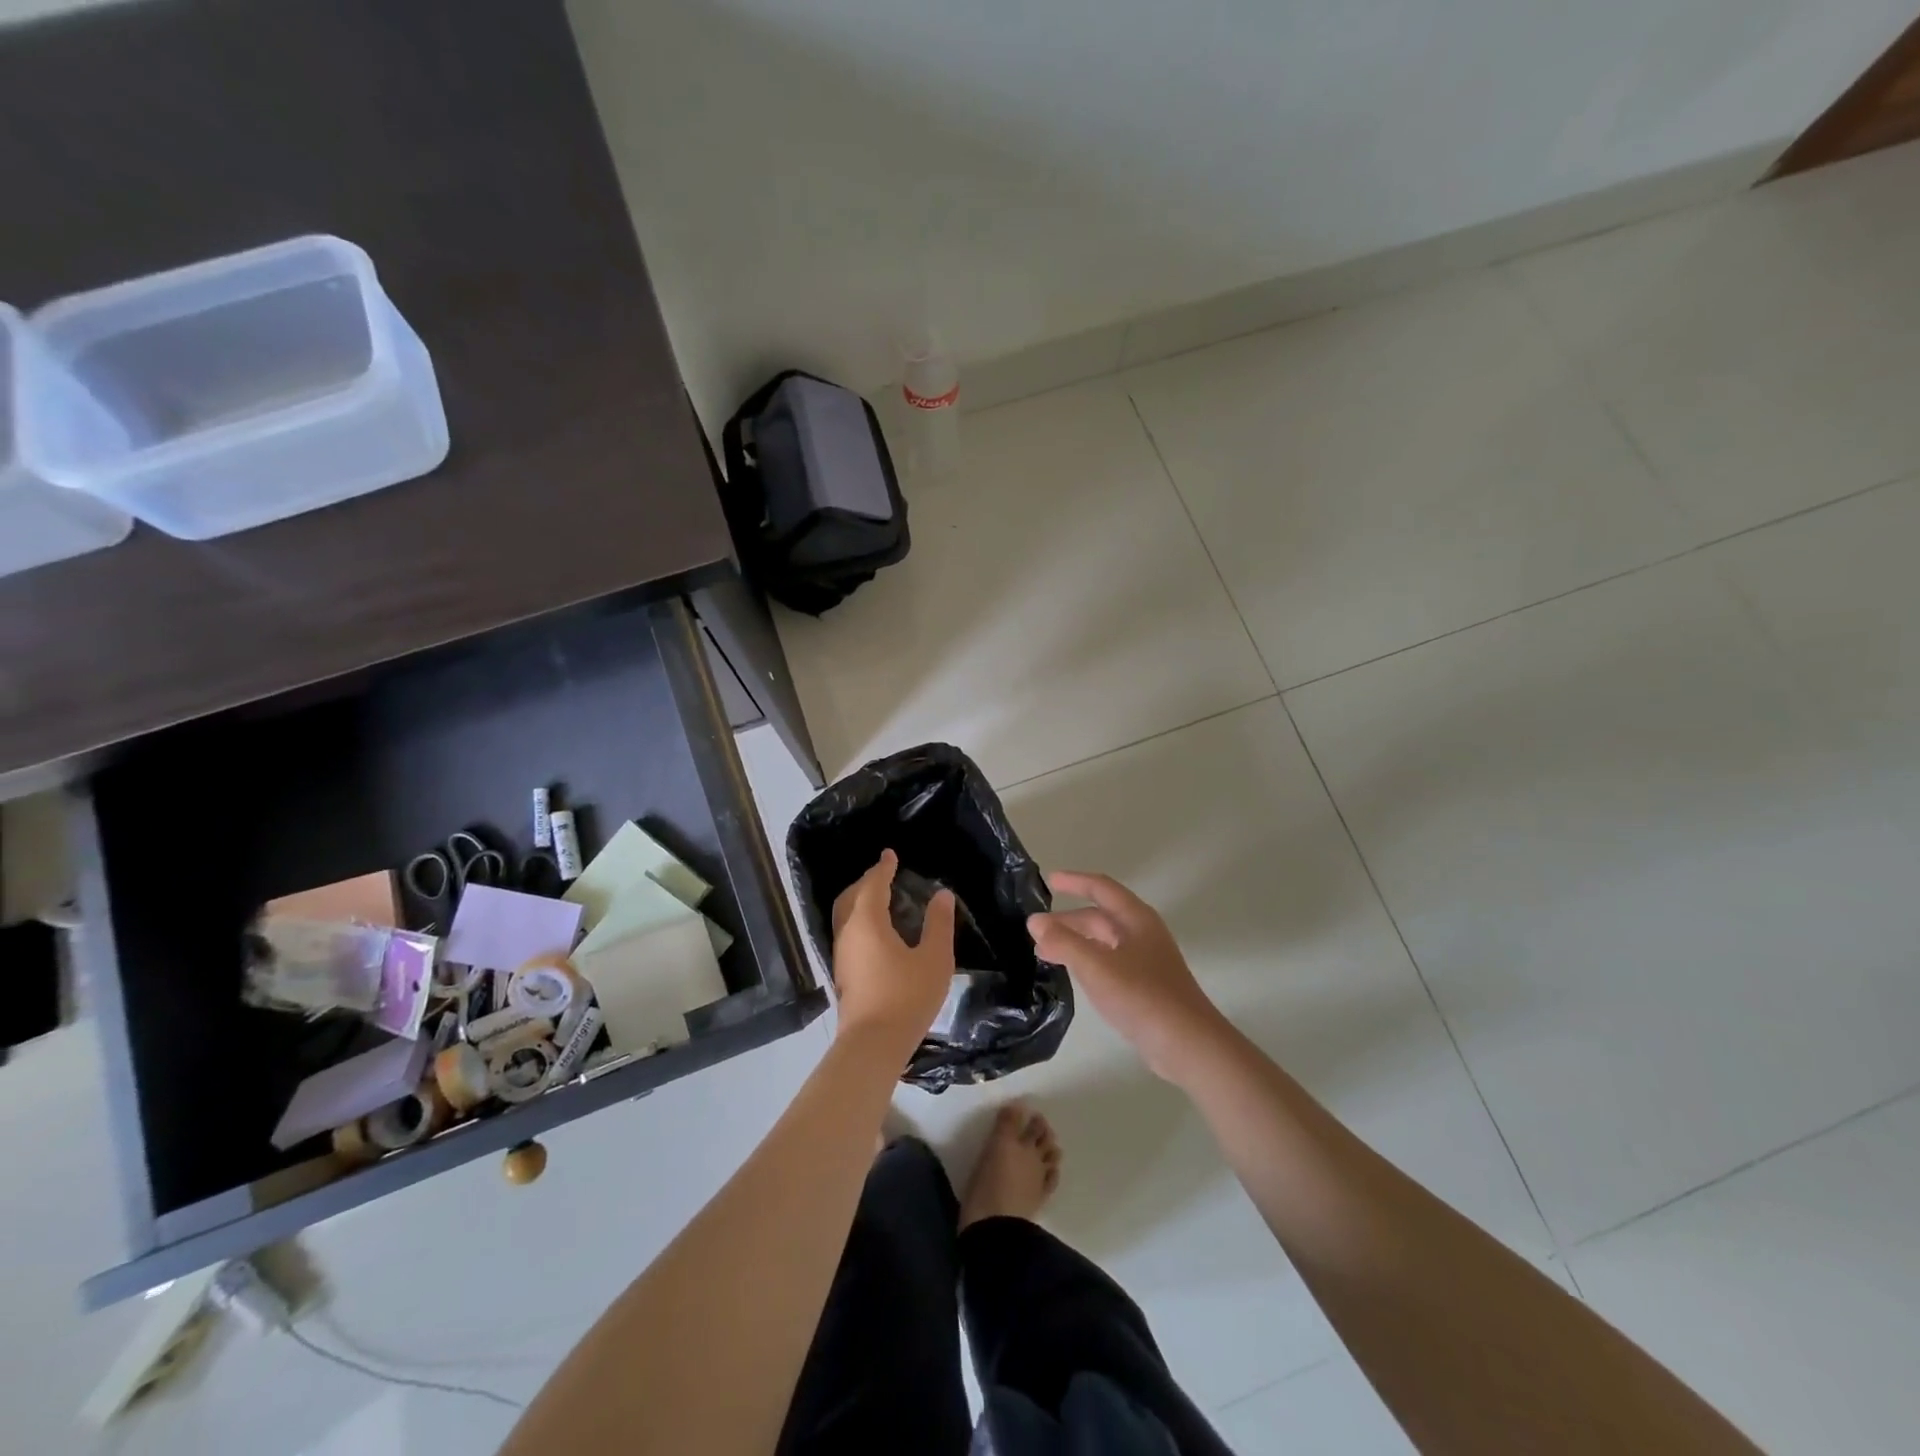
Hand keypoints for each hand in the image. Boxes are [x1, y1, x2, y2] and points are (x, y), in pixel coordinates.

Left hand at [830, 850, 956, 1063]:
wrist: (872, 1044)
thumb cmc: (906, 997)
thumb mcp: (934, 959)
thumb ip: (938, 924)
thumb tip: (942, 895)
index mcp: (868, 922)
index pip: (873, 884)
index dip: (883, 868)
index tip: (890, 855)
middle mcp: (848, 932)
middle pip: (852, 896)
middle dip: (867, 881)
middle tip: (885, 873)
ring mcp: (842, 954)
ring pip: (846, 915)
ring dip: (861, 900)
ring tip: (881, 897)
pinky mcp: (843, 972)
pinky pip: (848, 931)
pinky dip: (860, 918)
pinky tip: (876, 930)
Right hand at [1028, 871, 1228, 1083]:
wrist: (1188, 1044)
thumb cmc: (1142, 996)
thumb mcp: (1097, 966)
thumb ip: (1064, 941)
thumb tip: (1035, 922)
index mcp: (1136, 919)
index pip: (1101, 888)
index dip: (1074, 881)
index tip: (1048, 880)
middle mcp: (1142, 933)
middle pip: (1100, 917)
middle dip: (1067, 920)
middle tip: (1035, 930)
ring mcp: (1146, 961)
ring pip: (1103, 941)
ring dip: (1074, 942)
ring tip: (1044, 953)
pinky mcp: (1145, 986)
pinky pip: (1108, 963)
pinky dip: (1086, 961)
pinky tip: (1073, 975)